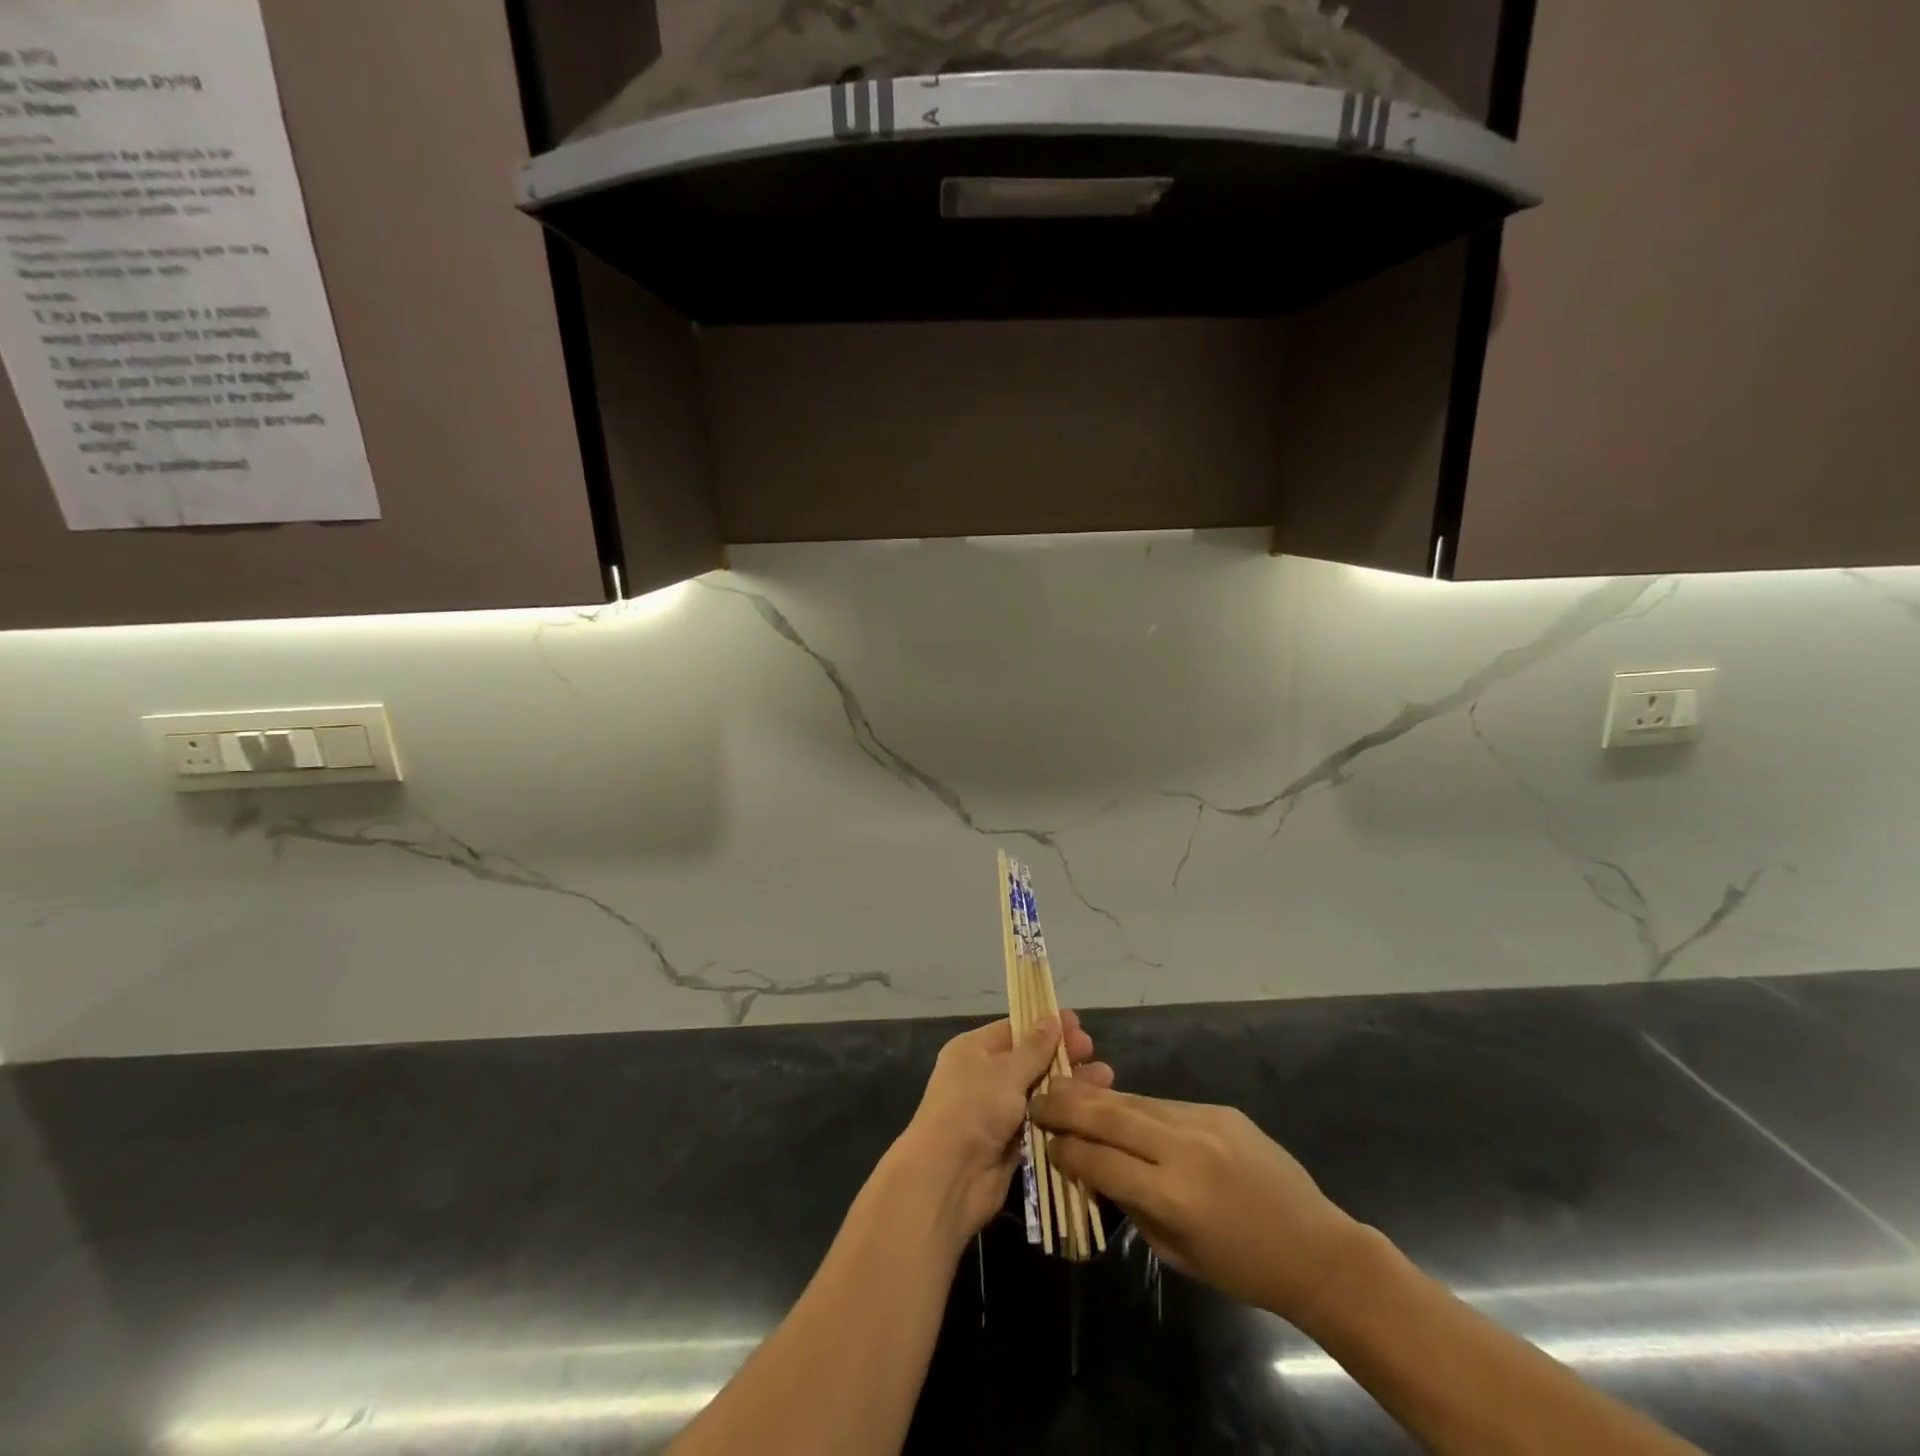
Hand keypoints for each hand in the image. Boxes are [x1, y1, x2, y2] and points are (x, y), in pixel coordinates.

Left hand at [894, 1010, 1113, 1246]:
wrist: (949, 1177)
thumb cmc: (974, 1108)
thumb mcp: (1006, 1071)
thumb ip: (1034, 1048)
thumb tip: (1050, 1018)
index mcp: (974, 1050)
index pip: (1015, 1029)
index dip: (1046, 1026)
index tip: (1078, 1024)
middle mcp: (984, 1077)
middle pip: (1030, 1060)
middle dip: (1062, 1055)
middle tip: (1094, 1052)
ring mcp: (997, 1111)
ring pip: (1039, 1092)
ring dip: (1068, 1086)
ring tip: (1105, 1079)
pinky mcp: (1010, 1143)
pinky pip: (1040, 1122)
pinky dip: (1062, 1116)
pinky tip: (1091, 1110)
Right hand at [1031, 1084, 1362, 1322]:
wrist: (1315, 1248)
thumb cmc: (1243, 1269)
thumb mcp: (1177, 1253)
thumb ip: (1132, 1206)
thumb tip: (1094, 1170)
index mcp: (1173, 1196)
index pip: (1100, 1161)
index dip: (1066, 1151)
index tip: (1043, 1143)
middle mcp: (1183, 1149)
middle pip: (1109, 1115)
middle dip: (1066, 1105)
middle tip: (1037, 1098)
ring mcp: (1202, 1121)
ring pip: (1133, 1101)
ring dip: (1095, 1098)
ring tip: (1066, 1091)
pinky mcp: (1218, 1108)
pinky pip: (1163, 1104)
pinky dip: (1134, 1107)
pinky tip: (1117, 1108)